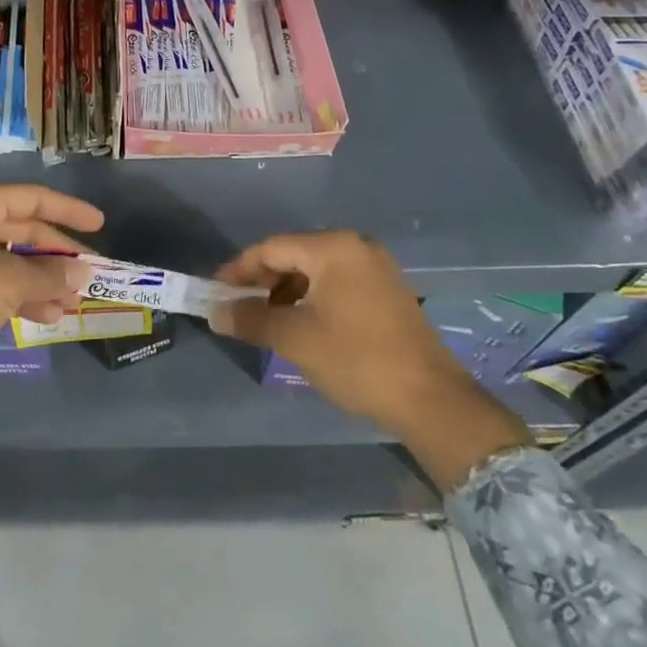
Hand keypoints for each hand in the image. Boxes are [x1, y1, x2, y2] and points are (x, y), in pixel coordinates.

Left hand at [0, 184, 103, 367]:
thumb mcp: (8, 281)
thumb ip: (49, 274)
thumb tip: (83, 273)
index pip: (32, 198)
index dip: (69, 210)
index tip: (99, 224)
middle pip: (25, 230)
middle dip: (57, 256)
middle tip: (88, 273)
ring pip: (13, 260)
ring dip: (44, 280)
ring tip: (73, 303)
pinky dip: (23, 295)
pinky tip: (49, 315)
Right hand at [211, 230, 530, 490]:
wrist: (431, 399)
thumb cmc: (357, 360)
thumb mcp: (296, 339)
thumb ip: (251, 319)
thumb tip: (215, 313)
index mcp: (333, 248)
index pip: (271, 248)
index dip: (238, 270)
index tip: (215, 293)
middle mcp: (356, 246)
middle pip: (293, 255)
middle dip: (262, 281)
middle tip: (237, 308)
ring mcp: (375, 267)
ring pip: (315, 270)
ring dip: (285, 292)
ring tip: (265, 320)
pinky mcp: (387, 289)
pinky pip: (336, 283)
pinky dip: (311, 298)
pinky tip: (300, 323)